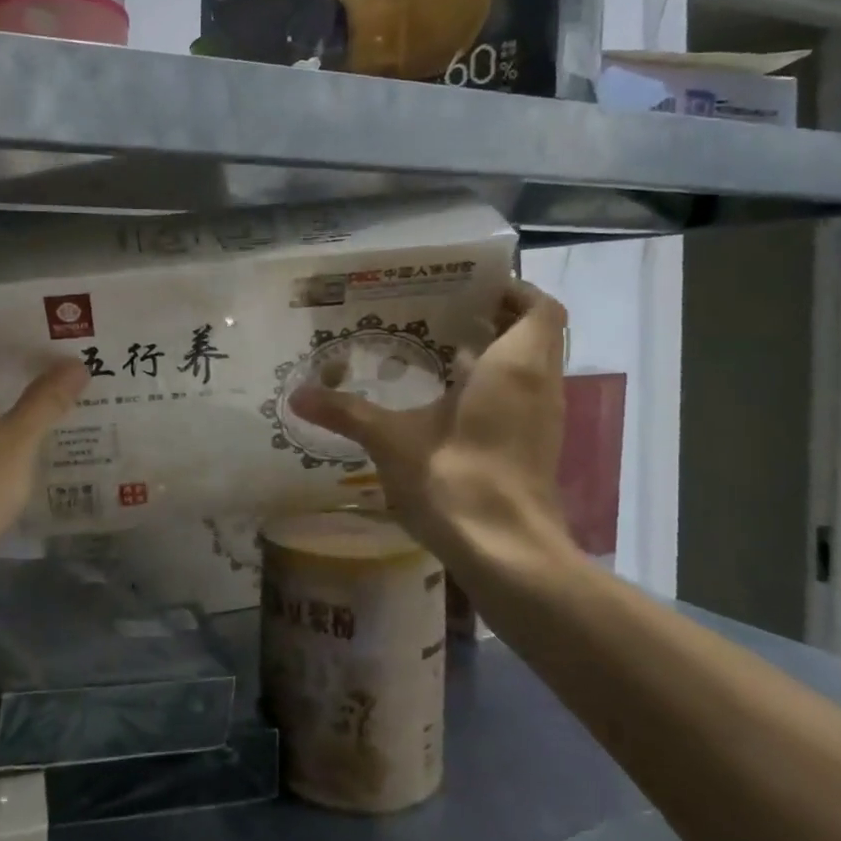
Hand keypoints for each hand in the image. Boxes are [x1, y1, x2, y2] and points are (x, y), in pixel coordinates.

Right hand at [288, 279, 575, 585]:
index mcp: (515, 367)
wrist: (508, 554)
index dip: (512, 290)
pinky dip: (493, 387)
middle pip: (534, 334)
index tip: (469, 286)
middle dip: (495, 318)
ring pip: (528, 369)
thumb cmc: (456, 479)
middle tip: (442, 312)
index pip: (539, 307)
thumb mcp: (392, 440)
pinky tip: (445, 400)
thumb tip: (297, 395)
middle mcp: (539, 386)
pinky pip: (520, 398)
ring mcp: (542, 420)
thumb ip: (346, 412)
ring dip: (494, 355)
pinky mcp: (535, 449)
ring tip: (437, 349)